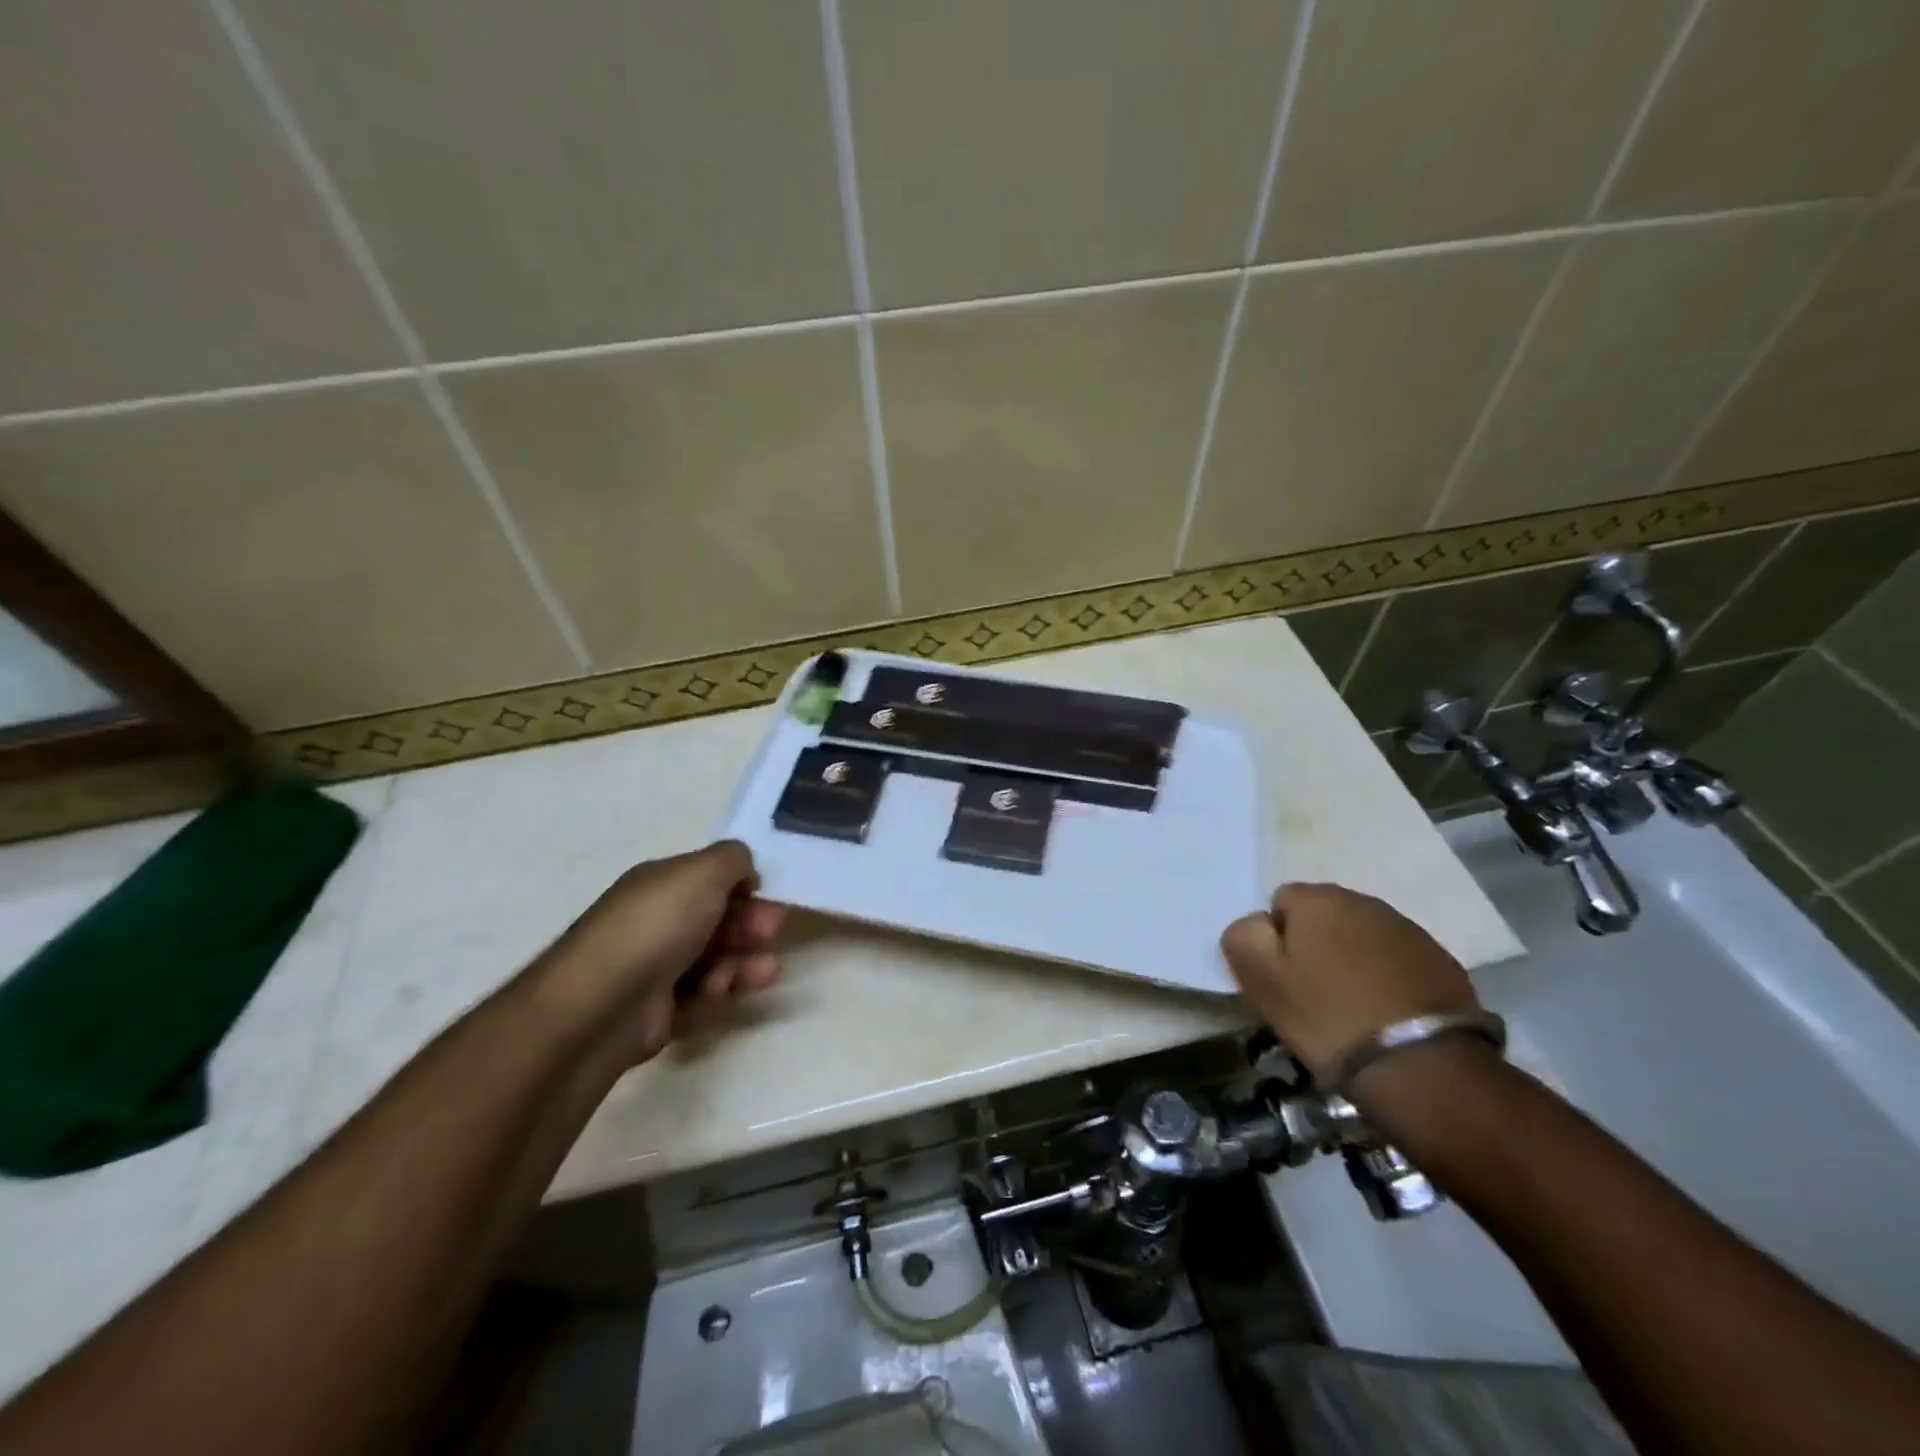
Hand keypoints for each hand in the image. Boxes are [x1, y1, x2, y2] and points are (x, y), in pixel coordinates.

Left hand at [535, 840, 785, 1064]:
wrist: (603, 1003)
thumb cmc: (658, 925)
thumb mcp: (704, 871)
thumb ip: (733, 859)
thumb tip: (744, 872)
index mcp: (659, 884)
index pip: (707, 878)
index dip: (742, 885)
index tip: (768, 895)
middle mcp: (655, 921)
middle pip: (715, 919)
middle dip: (750, 923)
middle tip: (773, 931)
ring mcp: (653, 967)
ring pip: (713, 959)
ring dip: (743, 961)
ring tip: (765, 971)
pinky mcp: (656, 1011)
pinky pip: (698, 996)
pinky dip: (718, 991)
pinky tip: (722, 991)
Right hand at [1221, 883, 1480, 1080]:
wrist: (1422, 1065)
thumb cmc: (1327, 1017)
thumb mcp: (1261, 981)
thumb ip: (1243, 938)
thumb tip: (1257, 925)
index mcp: (1317, 899)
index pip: (1280, 902)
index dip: (1275, 939)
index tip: (1282, 978)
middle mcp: (1364, 901)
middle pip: (1324, 916)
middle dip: (1316, 945)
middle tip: (1313, 993)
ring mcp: (1408, 930)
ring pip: (1362, 937)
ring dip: (1353, 960)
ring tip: (1352, 1006)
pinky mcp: (1442, 962)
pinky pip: (1398, 961)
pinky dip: (1388, 979)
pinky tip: (1387, 1014)